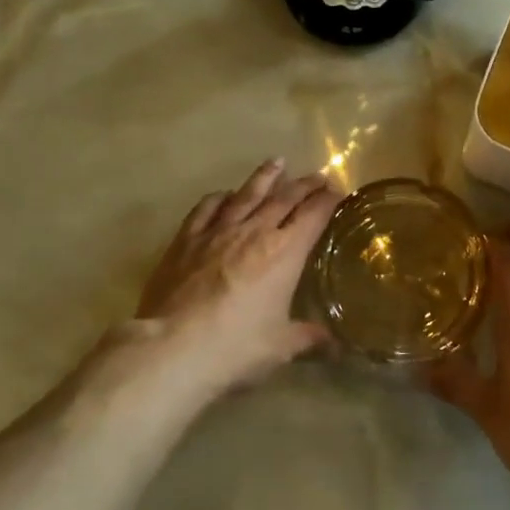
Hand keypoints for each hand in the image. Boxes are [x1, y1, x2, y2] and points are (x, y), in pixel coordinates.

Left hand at [137, 158, 342, 392]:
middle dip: (304, 185)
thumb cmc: (235, 347)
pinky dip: (219, 197)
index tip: (337, 192)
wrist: (172, 347)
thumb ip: (308, 338)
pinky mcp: (186, 238)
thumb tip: (336, 345)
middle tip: (317, 176)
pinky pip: (207, 208)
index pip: (313, 215)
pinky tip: (224, 194)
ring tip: (277, 162)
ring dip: (264, 177)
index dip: (327, 201)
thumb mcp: (280, 347)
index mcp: (285, 252)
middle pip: (284, 198)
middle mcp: (255, 231)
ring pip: (247, 194)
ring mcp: (218, 231)